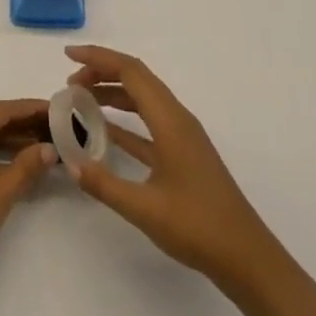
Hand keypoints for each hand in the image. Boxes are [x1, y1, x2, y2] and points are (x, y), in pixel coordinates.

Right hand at [64, 45, 285, 298]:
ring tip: (82, 99)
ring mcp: (182, 136)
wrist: (247, 258)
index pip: (130, 71)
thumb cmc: (198, 228)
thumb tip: (70, 162)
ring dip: (113, 92)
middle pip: (137, 78)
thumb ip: (105, 184)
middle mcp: (177, 118)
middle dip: (102, 71)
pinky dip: (125, 118)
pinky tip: (105, 130)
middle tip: (70, 81)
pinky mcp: (183, 154)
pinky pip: (148, 122)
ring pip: (143, 98)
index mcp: (170, 120)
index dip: (98, 58)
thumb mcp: (145, 209)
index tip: (69, 56)